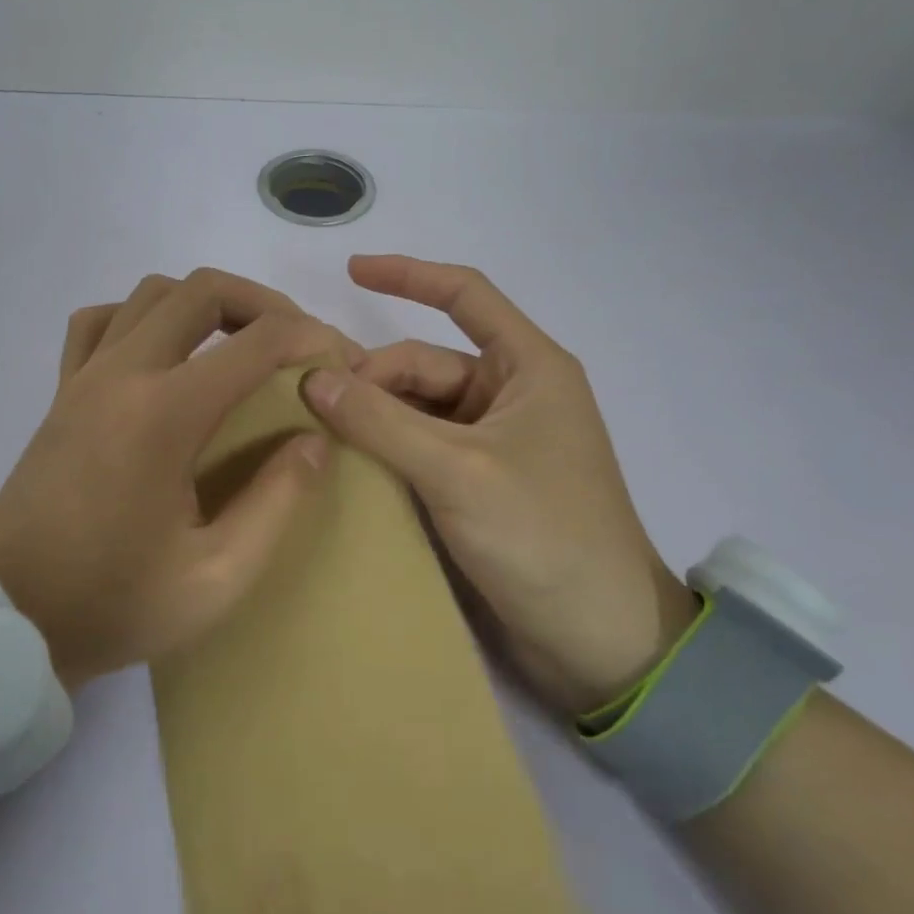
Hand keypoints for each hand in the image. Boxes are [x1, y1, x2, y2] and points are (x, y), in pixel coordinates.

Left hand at [0, 268, 356, 688]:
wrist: (4, 621)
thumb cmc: (112, 604)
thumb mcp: (217, 578)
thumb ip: (277, 503)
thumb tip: (315, 440)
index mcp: (164, 414)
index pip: (257, 341)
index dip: (312, 337)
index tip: (342, 359)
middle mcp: (122, 374)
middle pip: (202, 290)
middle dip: (265, 303)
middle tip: (297, 341)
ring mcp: (84, 376)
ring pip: (151, 293)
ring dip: (205, 302)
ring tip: (238, 341)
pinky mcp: (61, 391)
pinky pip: (99, 320)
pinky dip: (141, 315)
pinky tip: (162, 351)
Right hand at [300, 255, 696, 717]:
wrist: (602, 643)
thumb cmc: (543, 536)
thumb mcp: (456, 471)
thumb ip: (381, 421)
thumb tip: (312, 377)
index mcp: (529, 367)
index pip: (464, 295)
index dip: (408, 275)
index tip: (350, 270)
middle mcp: (512, 394)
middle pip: (427, 363)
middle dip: (373, 376)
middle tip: (311, 403)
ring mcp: (495, 441)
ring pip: (420, 409)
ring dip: (375, 416)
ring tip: (318, 433)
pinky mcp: (481, 483)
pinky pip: (423, 447)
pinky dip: (388, 449)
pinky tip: (346, 462)